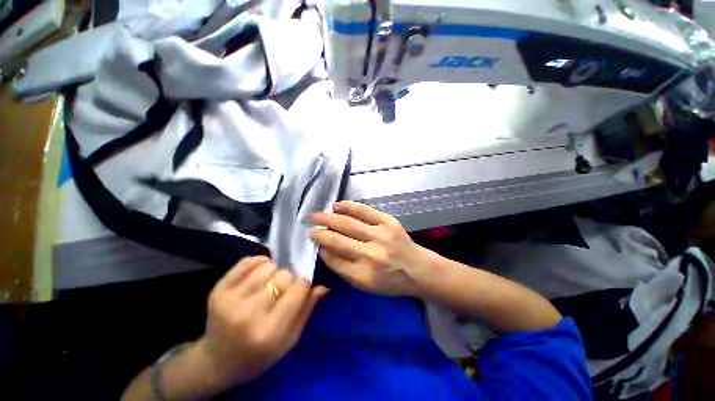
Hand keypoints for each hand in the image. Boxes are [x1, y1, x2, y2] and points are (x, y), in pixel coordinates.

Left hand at [195, 257, 327, 387]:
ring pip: (267, 266)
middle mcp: (248, 315)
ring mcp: (229, 301)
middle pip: (283, 275)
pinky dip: (258, 263)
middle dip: (288, 280)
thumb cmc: (259, 355)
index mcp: (269, 332)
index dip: (304, 284)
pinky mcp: (218, 290)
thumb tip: (323, 286)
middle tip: (282, 290)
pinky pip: (247, 262)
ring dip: (273, 271)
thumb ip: (306, 311)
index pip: (298, 289)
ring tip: (269, 284)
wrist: (217, 362)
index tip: (301, 288)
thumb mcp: (289, 341)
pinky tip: (258, 274)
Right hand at [309, 201, 430, 295]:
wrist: (418, 268)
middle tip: (308, 223)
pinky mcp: (388, 221)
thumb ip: (343, 268)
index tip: (313, 239)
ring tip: (316, 214)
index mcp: (364, 275)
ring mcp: (381, 235)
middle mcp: (371, 254)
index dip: (321, 247)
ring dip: (329, 217)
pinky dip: (348, 206)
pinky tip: (336, 205)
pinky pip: (364, 211)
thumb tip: (324, 249)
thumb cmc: (391, 281)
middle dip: (319, 230)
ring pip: (348, 222)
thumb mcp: (365, 285)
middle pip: (338, 239)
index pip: (334, 259)